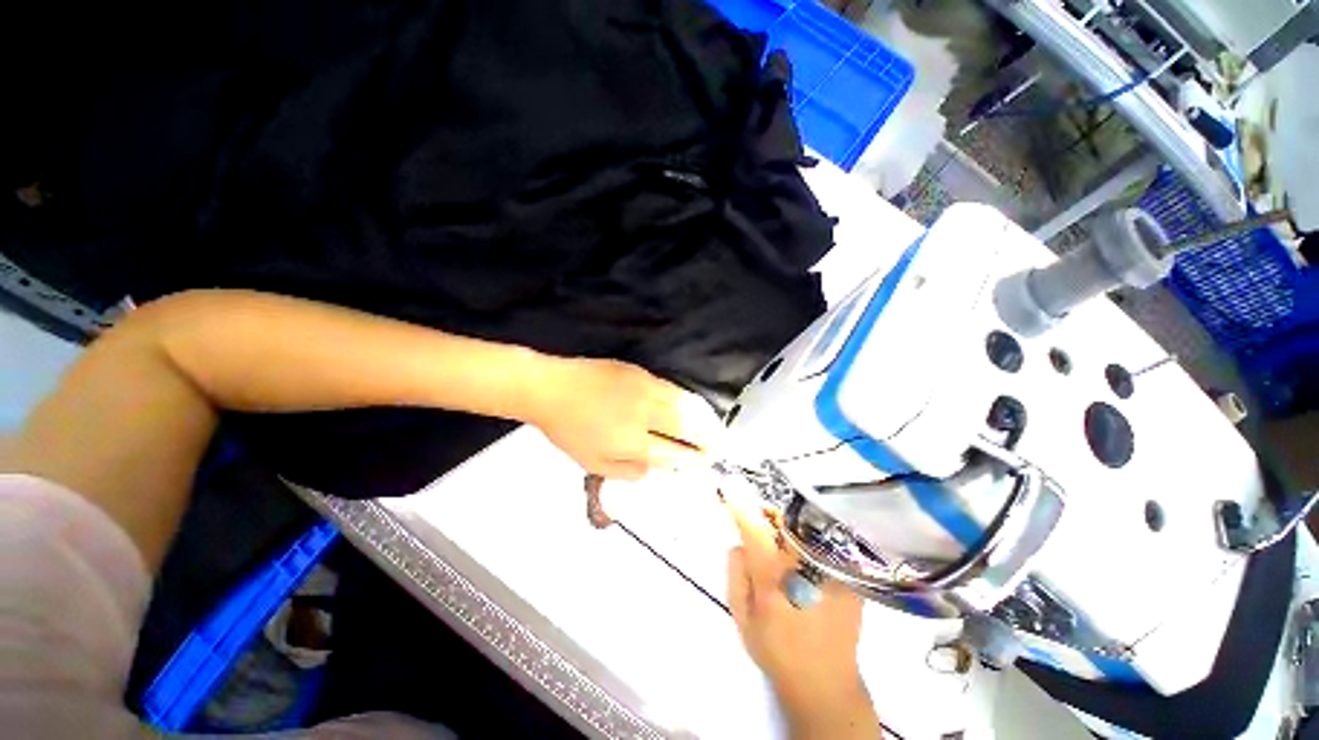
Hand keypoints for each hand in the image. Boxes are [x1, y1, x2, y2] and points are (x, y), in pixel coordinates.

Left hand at [526, 356, 724, 479]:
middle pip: (687, 426)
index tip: (707, 462)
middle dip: (708, 438)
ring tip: (714, 428)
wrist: (552, 388)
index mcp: (632, 441)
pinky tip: (692, 406)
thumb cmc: (569, 429)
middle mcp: (645, 413)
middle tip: (718, 447)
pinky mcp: (641, 372)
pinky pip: (673, 389)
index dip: (693, 459)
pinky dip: (688, 401)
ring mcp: (645, 388)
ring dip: (703, 418)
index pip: (674, 452)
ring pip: (684, 404)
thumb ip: (629, 471)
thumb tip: (657, 469)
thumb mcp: (594, 463)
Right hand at [725, 497, 879, 739]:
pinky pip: (824, 543)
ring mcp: (832, 571)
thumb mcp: (742, 618)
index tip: (730, 489)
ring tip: (781, 537)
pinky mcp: (849, 577)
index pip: (756, 531)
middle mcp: (805, 569)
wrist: (826, 683)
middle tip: (759, 518)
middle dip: (768, 513)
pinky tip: (803, 554)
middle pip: (785, 521)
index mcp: (775, 580)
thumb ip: (736, 574)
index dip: (742, 507)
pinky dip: (809, 538)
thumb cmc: (777, 651)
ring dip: (788, 525)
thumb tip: (741, 542)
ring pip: (805, 528)